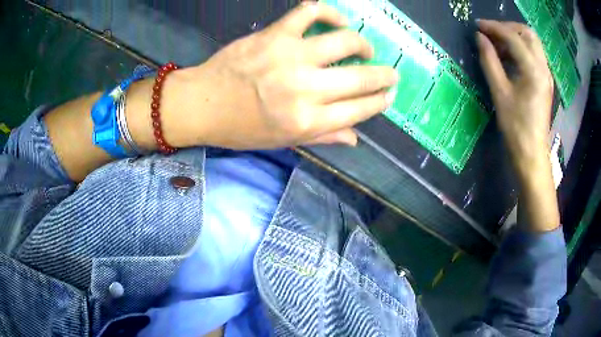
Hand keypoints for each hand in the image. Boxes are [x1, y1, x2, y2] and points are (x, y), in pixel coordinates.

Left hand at [171, 2, 397, 148]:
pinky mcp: (274, 34)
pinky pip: (310, 12)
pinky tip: (336, 19)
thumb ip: (323, 138)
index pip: (360, 110)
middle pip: (361, 78)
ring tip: (364, 48)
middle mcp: (305, 89)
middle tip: (390, 74)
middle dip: (384, 76)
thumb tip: (356, 138)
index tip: (388, 95)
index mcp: (307, 121)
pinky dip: (328, 11)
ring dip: (362, 44)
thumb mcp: (282, 142)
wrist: (201, 104)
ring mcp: (290, 56)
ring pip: (344, 41)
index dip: (380, 101)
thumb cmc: (240, 128)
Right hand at [476, 20, 553, 174]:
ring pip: (532, 43)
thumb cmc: (515, 127)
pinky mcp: (545, 82)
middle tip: (491, 33)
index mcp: (533, 70)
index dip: (493, 27)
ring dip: (515, 37)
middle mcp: (543, 68)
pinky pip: (534, 55)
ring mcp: (546, 75)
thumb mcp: (499, 92)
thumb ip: (489, 60)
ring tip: (498, 45)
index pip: (513, 37)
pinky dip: (521, 49)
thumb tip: (479, 38)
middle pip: (528, 33)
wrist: (532, 154)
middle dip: (508, 28)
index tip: (477, 26)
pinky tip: (509, 58)